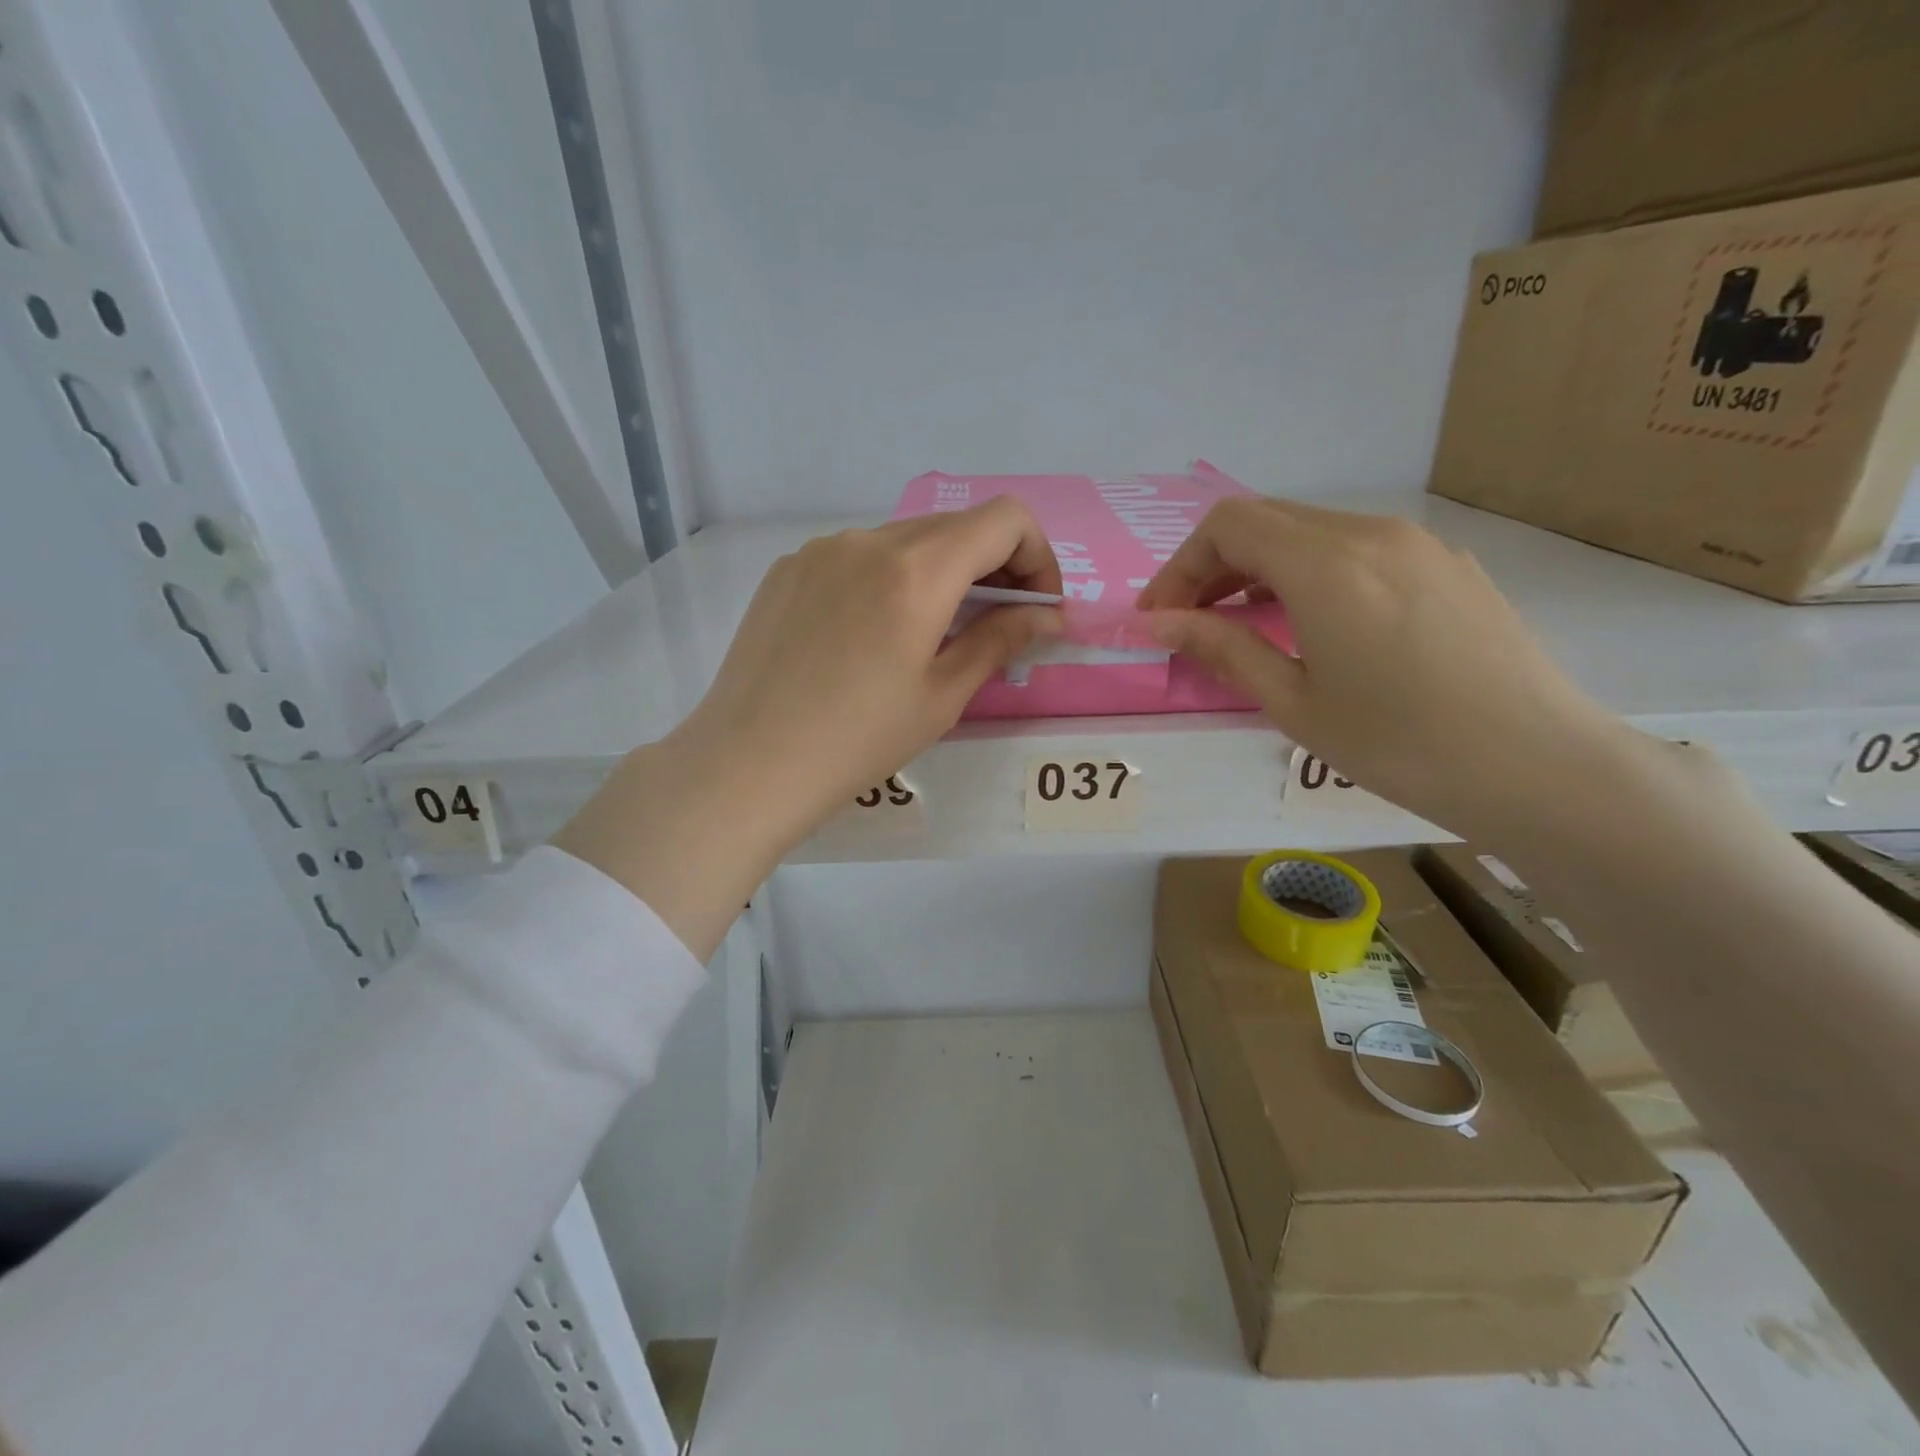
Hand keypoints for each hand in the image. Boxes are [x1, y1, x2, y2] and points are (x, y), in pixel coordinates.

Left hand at [555, 499, 1061, 955]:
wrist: (749, 762)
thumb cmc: (859, 740)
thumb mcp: (943, 696)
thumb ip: (1001, 640)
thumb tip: (1049, 616)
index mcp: (917, 570)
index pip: (1004, 519)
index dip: (1037, 556)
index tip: (1033, 608)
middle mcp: (868, 540)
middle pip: (956, 526)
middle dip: (993, 567)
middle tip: (995, 625)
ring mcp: (820, 550)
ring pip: (905, 539)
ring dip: (939, 573)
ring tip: (930, 634)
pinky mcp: (788, 569)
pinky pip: (857, 556)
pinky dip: (887, 579)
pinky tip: (870, 636)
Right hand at [1138, 496, 1633, 839]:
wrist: (1539, 767)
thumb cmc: (1400, 745)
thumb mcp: (1294, 703)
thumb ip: (1223, 648)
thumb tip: (1160, 622)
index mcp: (1326, 565)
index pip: (1227, 526)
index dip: (1180, 566)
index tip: (1162, 618)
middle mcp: (1371, 533)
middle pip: (1266, 519)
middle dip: (1213, 565)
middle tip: (1192, 622)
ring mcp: (1418, 543)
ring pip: (1312, 530)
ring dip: (1261, 567)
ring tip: (1245, 625)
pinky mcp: (1447, 564)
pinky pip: (1358, 548)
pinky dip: (1311, 572)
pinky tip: (1315, 624)